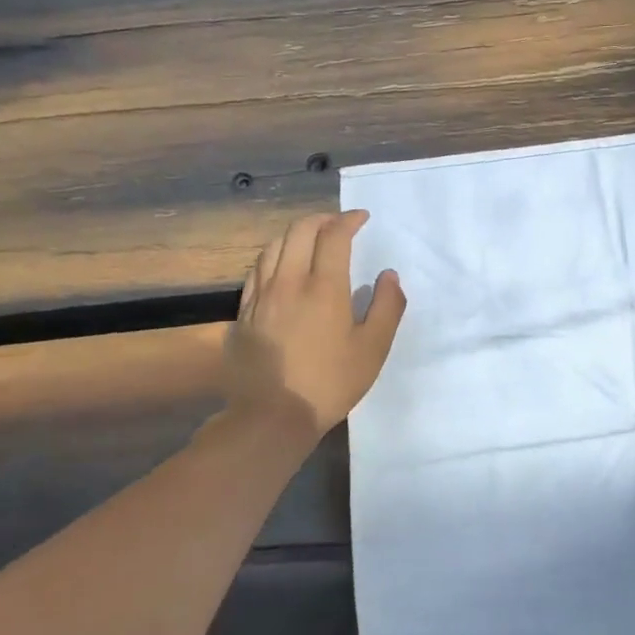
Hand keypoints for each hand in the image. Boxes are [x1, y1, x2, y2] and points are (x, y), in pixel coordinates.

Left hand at [219, 211, 406, 440]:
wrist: (271, 416)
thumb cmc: (329, 383)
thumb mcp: (373, 349)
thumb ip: (388, 307)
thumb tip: (389, 275)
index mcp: (324, 288)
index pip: (334, 236)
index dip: (349, 220)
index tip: (361, 218)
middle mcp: (289, 282)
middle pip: (300, 231)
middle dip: (322, 219)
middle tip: (339, 224)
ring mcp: (261, 296)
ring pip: (274, 245)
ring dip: (296, 233)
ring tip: (312, 239)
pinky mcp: (244, 312)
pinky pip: (257, 269)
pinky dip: (274, 255)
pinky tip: (282, 266)